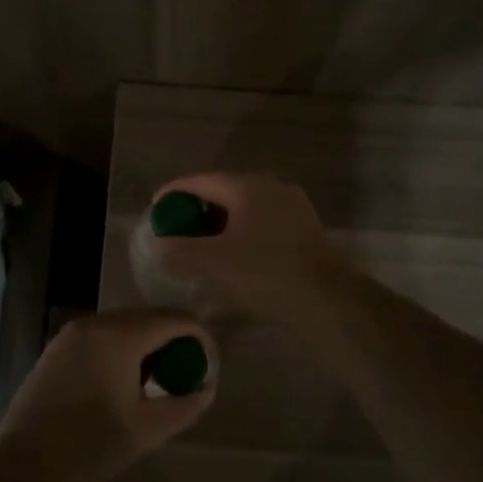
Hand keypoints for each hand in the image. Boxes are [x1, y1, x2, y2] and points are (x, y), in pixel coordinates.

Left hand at [0, 310, 216, 481]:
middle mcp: (96, 322)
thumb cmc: (92, 447)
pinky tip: (121, 383)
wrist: (25, 467)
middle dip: (173, 340)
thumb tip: (206, 388)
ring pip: (124, 325)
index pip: (175, 319)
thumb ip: (186, 404)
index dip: (199, 337)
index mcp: (121, 335)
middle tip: (184, 375)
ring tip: (155, 382)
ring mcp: (72, 333)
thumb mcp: (149, 429)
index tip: (207, 366)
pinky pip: (101, 336)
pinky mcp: (56, 347)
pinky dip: (120, 349)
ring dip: (146, 345)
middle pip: (149, 317)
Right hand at [141, 172, 352, 324]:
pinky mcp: (305, 231)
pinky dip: (241, 235)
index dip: (172, 194)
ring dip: (219, 225)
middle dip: (195, 211)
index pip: (199, 180)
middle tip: (174, 232)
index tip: (153, 211)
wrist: (329, 301)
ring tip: (200, 247)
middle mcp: (271, 187)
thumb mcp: (213, 263)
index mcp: (247, 186)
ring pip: (244, 210)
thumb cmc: (266, 274)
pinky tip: (233, 259)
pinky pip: (262, 225)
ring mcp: (292, 208)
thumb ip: (177, 250)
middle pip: (222, 192)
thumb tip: (155, 243)